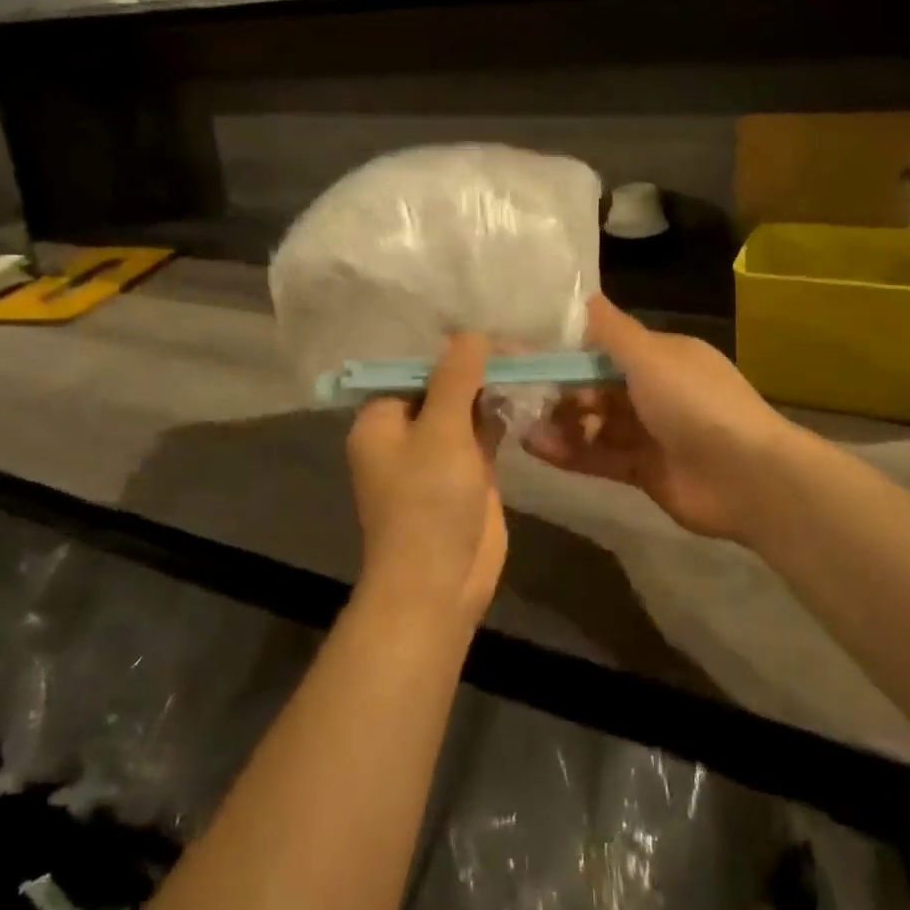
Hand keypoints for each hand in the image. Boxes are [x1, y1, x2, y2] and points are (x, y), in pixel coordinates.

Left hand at [346, 332, 507, 626]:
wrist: (439, 582)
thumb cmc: (428, 500)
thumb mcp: (441, 429)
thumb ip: (456, 378)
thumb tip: (471, 332)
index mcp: (381, 419)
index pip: (413, 369)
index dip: (448, 350)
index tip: (485, 327)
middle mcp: (406, 433)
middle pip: (441, 387)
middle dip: (474, 367)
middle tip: (514, 339)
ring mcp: (438, 454)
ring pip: (465, 409)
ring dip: (490, 389)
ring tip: (526, 355)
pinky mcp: (467, 474)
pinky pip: (483, 433)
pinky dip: (501, 416)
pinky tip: (527, 390)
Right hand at [523, 295, 790, 543]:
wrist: (748, 478)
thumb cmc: (695, 403)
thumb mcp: (649, 355)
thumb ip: (607, 329)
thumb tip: (577, 292)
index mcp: (662, 356)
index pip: (607, 346)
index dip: (569, 348)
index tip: (529, 350)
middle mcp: (655, 390)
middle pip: (596, 385)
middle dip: (560, 388)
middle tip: (520, 391)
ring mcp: (650, 432)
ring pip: (595, 422)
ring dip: (561, 422)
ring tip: (525, 425)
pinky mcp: (644, 470)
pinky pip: (600, 456)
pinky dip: (570, 452)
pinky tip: (538, 448)